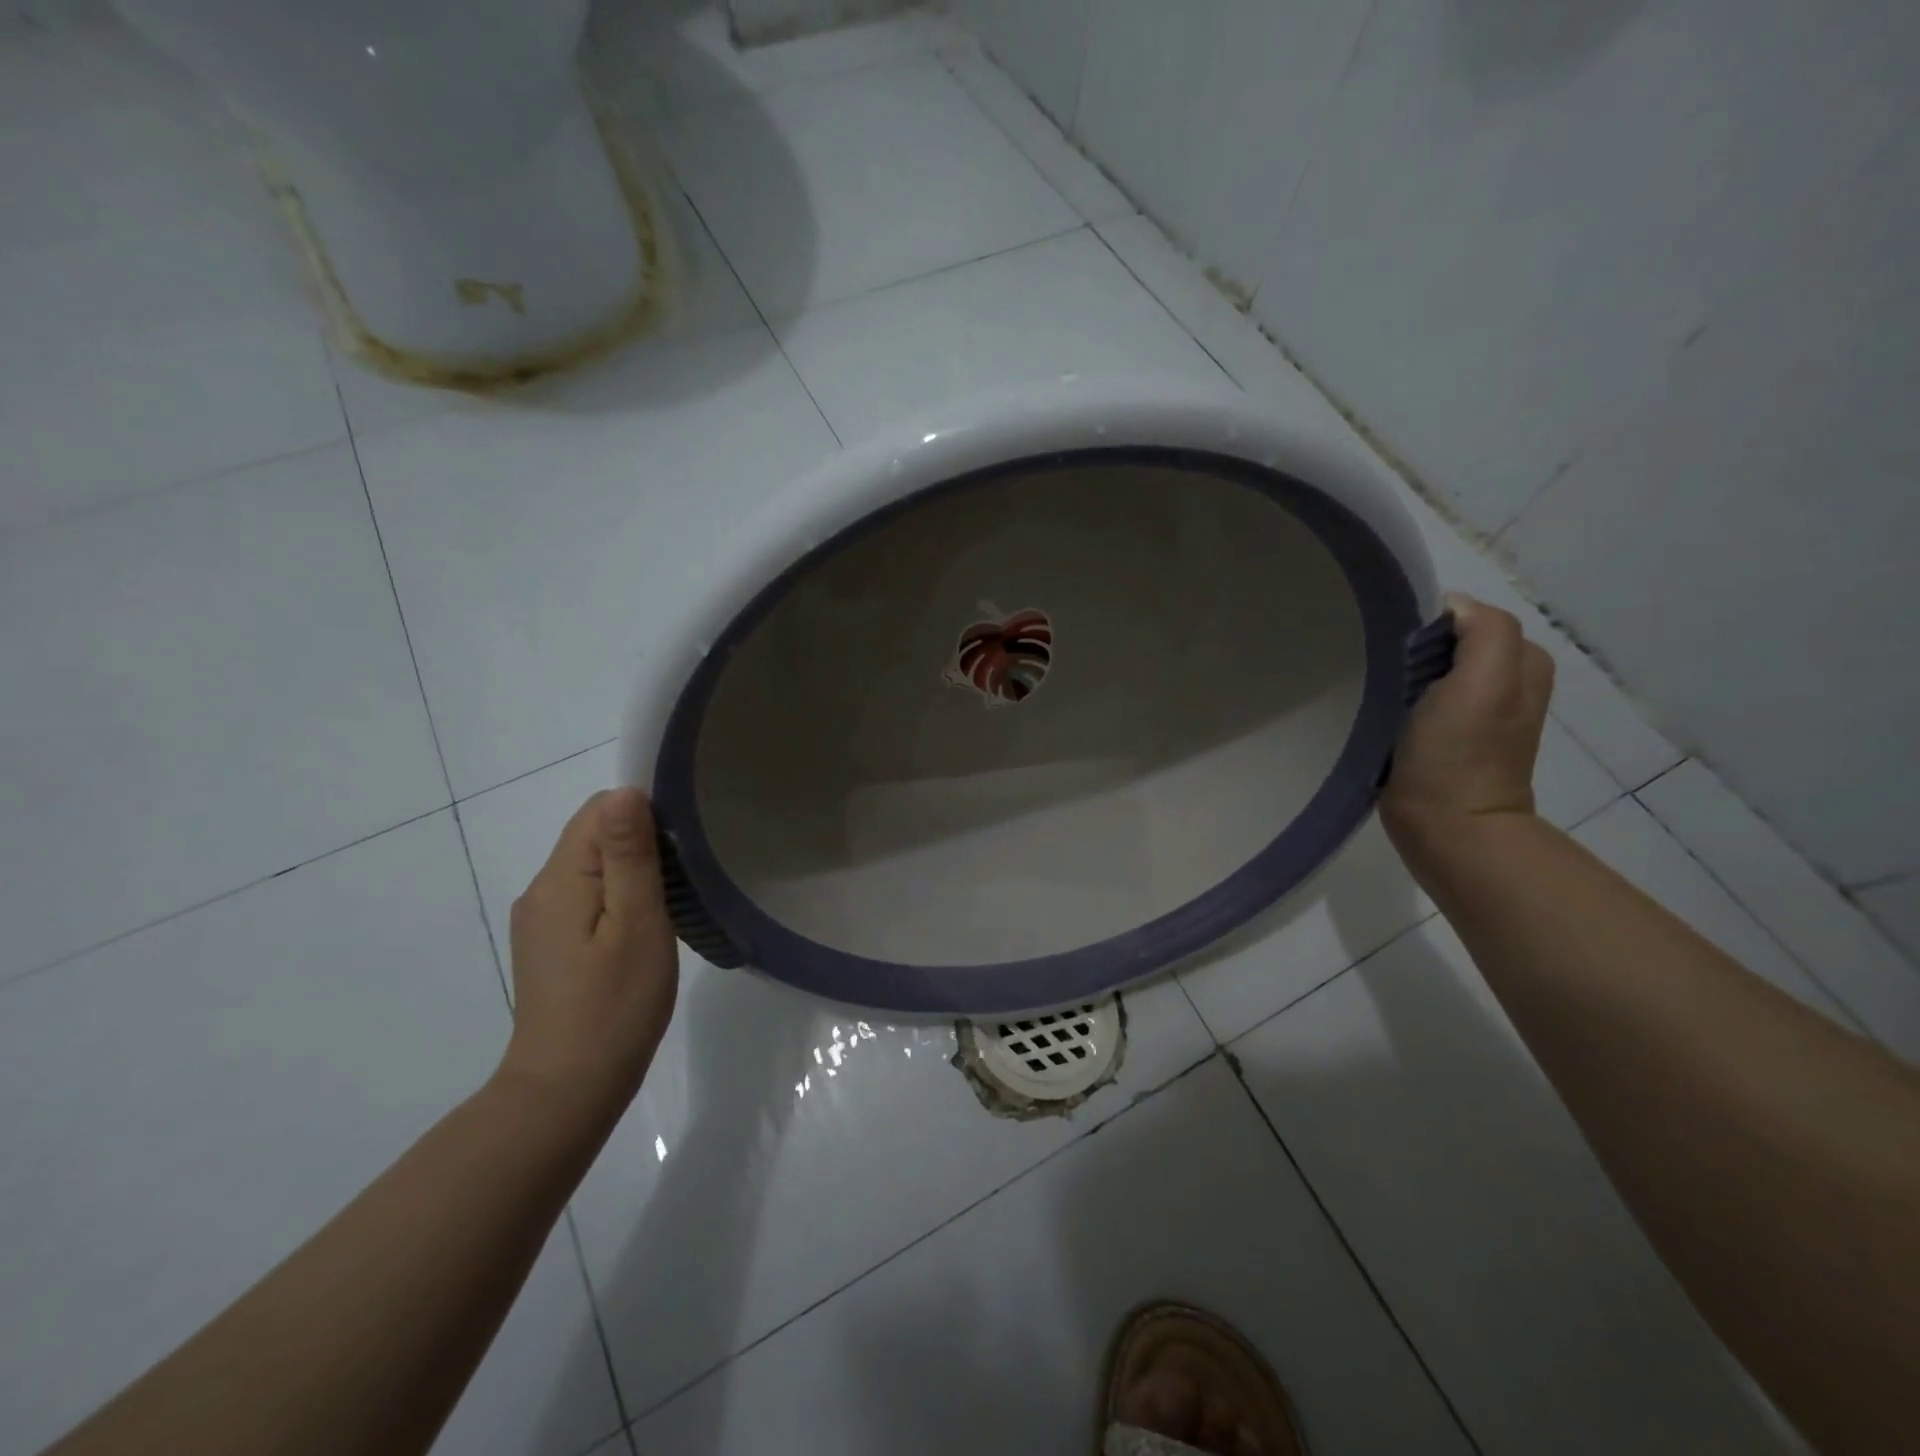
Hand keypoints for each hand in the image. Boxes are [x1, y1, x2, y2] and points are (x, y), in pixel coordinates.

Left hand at [497, 788, 678, 1123]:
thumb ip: (629, 855)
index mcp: (560, 879)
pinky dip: (619, 895)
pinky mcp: (550, 942)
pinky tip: (643, 928)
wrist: (568, 1089)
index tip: (682, 844)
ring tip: (670, 903)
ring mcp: (542, 919)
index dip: (643, 812)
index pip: (599, 810)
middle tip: (684, 878)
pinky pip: (587, 894)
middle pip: (594, 834)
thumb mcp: (636, 923)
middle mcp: (541, 889)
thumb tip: (626, 791)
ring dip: (633, 870)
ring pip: (593, 865)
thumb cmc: (614, 1004)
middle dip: (641, 841)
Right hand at [1381, 593, 1554, 836]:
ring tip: (1382, 689)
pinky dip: (1402, 695)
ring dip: (1405, 671)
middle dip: (1415, 646)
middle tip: (1386, 670)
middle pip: (1449, 639)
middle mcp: (1507, 680)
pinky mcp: (1446, 734)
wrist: (1446, 828)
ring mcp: (1475, 710)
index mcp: (1522, 661)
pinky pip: (1421, 695)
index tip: (1397, 648)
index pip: (1467, 615)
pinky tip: (1386, 710)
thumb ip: (1484, 630)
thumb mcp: (1485, 681)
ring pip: (1432, 666)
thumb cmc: (1460, 754)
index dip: (1429, 624)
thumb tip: (1448, 608)